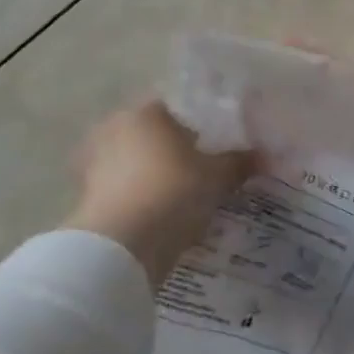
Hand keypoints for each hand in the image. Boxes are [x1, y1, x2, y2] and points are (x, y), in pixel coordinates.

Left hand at [65, 100, 252, 280]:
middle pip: (156, 135)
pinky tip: (163, 213)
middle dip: (178, 152)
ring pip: (138, 162)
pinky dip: (142, 196)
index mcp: (146, 112)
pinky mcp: (87, 193)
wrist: (122, 244)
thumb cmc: (174, 193)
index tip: (221, 148)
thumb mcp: (218, 177)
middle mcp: (114, 127)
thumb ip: (240, 162)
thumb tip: (266, 156)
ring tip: (185, 197)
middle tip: (206, 173)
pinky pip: (125, 187)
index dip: (204, 127)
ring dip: (158, 175)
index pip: (180, 110)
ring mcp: (95, 160)